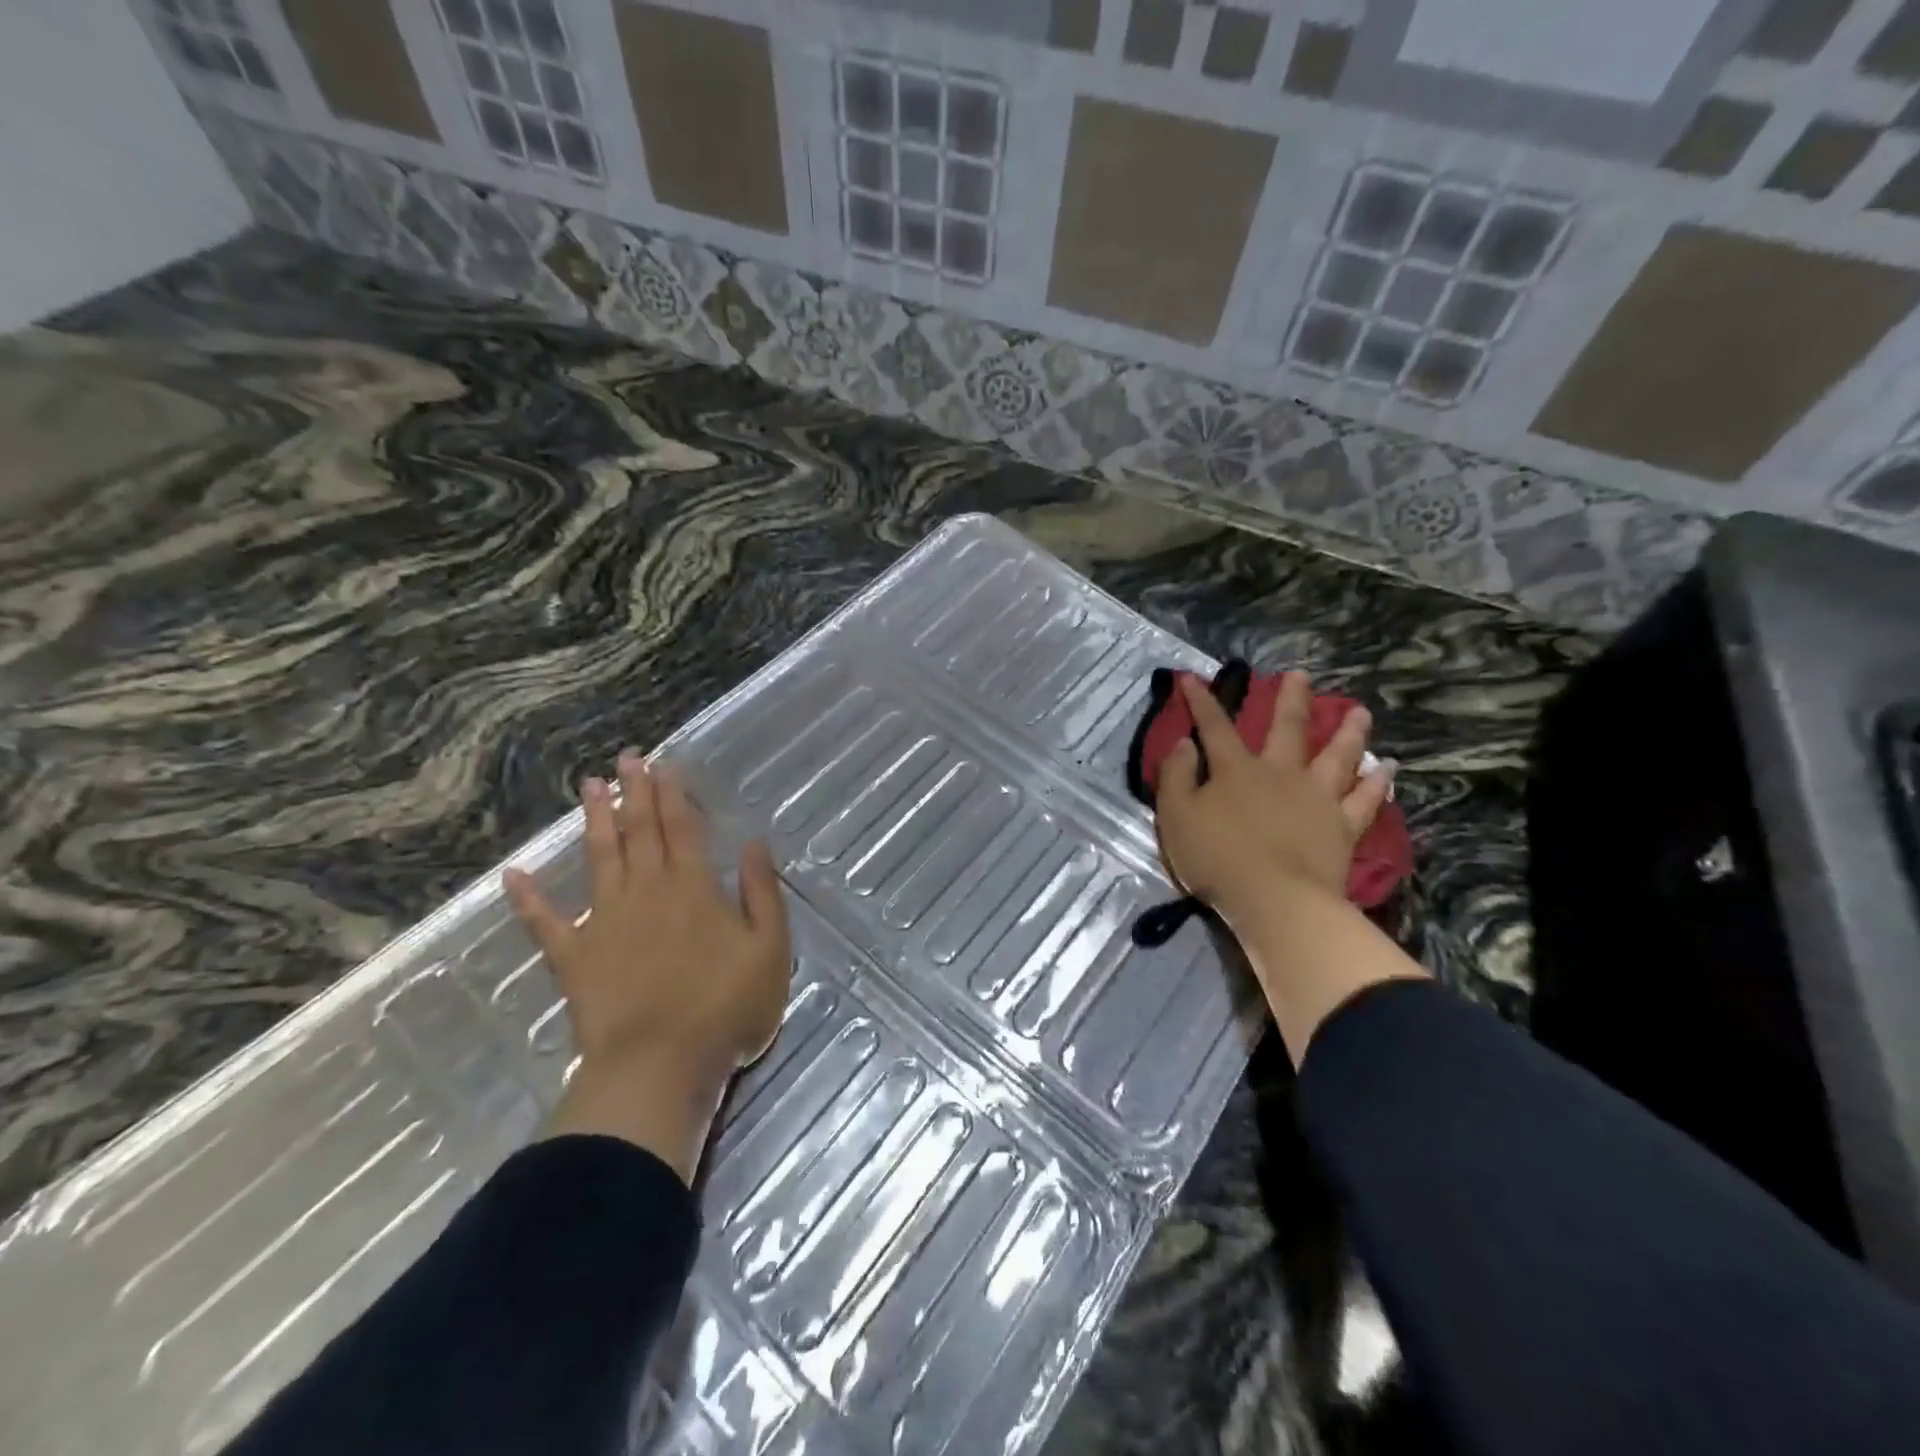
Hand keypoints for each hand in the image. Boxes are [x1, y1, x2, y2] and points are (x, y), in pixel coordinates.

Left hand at [504, 750, 790, 1182]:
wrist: (659, 1067)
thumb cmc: (725, 1008)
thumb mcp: (769, 949)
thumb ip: (761, 892)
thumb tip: (754, 843)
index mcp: (693, 888)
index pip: (682, 828)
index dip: (674, 794)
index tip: (664, 764)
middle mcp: (646, 892)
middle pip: (640, 832)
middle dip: (635, 792)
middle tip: (626, 757)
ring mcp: (604, 922)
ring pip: (598, 859)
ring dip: (595, 821)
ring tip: (590, 787)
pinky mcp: (574, 958)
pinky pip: (546, 923)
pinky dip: (528, 899)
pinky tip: (513, 875)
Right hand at [1156, 672, 1419, 1062]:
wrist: (1275, 900)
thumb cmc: (1216, 858)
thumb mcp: (1176, 816)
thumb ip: (1177, 776)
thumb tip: (1186, 743)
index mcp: (1235, 770)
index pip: (1214, 726)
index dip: (1202, 701)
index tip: (1193, 677)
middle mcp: (1279, 773)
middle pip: (1287, 729)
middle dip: (1291, 700)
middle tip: (1300, 675)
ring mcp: (1316, 798)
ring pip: (1336, 756)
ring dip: (1348, 732)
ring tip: (1361, 712)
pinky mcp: (1342, 827)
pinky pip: (1365, 800)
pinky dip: (1378, 783)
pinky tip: (1388, 769)